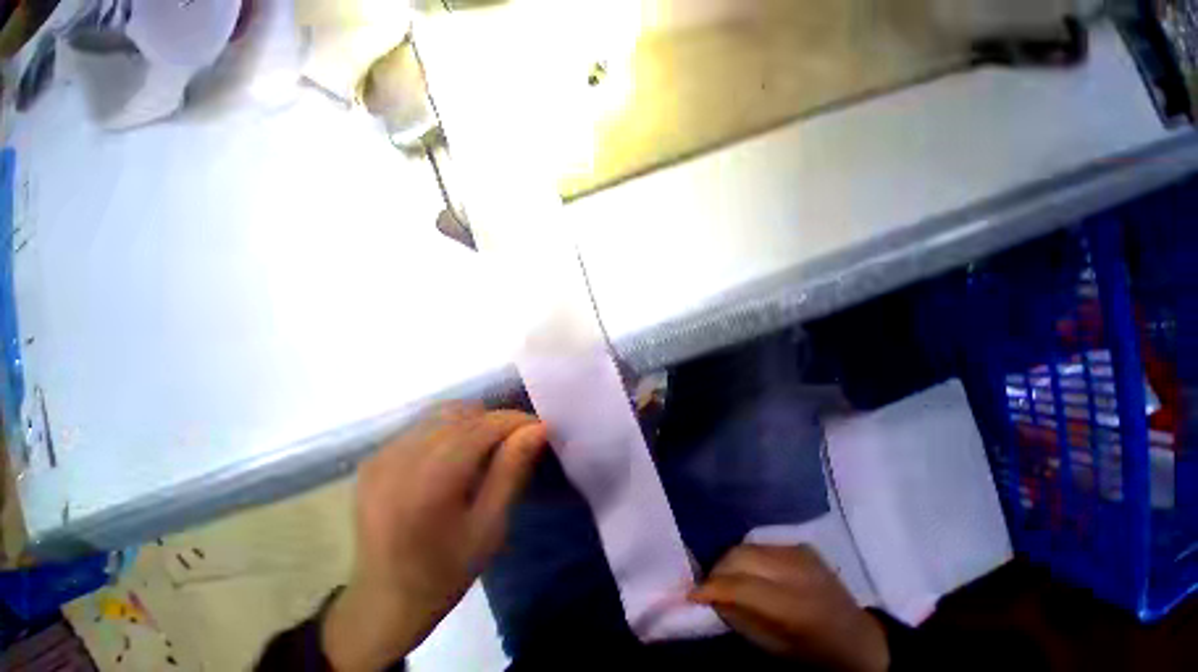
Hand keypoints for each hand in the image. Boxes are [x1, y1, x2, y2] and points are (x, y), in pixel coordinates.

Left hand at [322, 403, 547, 671]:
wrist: (381, 603)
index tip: (540, 428)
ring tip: (489, 445)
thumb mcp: (489, 527)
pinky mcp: (374, 458)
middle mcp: (401, 458)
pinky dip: (450, 428)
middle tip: (517, 441)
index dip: (516, 420)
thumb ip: (512, 469)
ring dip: (474, 420)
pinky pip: (423, 425)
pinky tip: (457, 453)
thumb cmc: (444, 572)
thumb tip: (538, 428)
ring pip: (443, 413)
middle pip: (464, 414)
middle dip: (498, 420)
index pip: (484, 426)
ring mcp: (382, 455)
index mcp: (430, 481)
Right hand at [690, 544, 889, 671]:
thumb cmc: (816, 652)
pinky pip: (760, 544)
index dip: (712, 586)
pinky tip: (748, 570)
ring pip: (747, 545)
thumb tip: (712, 597)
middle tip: (708, 584)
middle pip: (740, 555)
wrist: (859, 638)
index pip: (741, 585)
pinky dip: (747, 556)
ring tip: (725, 577)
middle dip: (717, 568)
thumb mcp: (778, 649)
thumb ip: (742, 618)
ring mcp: (799, 551)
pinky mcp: (799, 544)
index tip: (692, 593)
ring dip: (730, 560)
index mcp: (795, 603)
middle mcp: (795, 568)